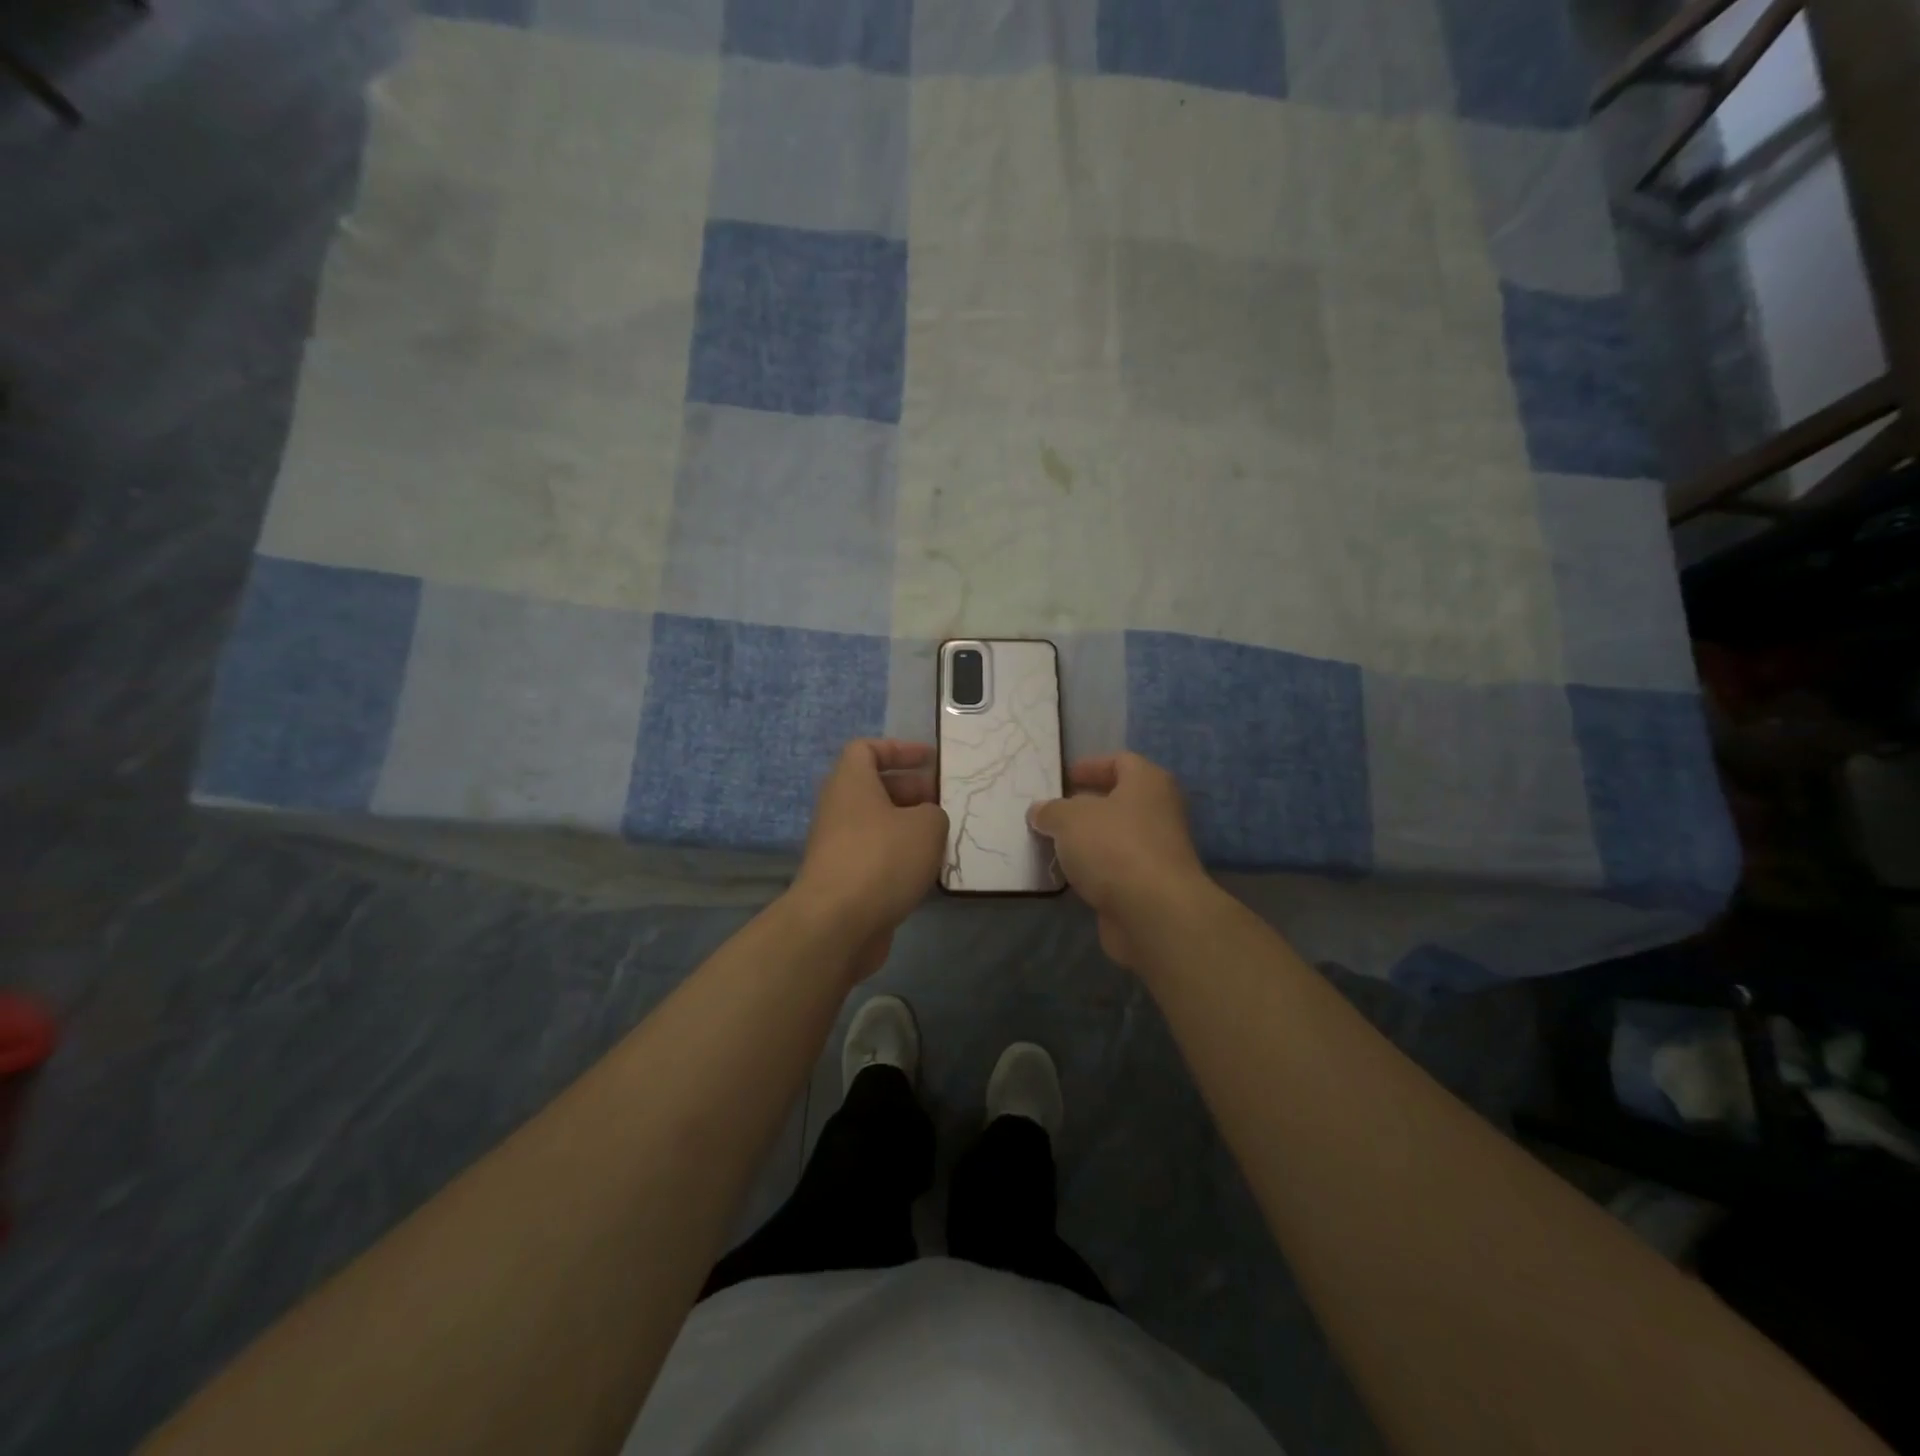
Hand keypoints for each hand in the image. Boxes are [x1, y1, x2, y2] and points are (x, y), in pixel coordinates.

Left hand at [789, 740, 948, 980]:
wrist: (836, 924)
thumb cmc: (881, 859)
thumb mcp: (926, 825)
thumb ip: (934, 813)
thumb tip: (926, 821)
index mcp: (851, 783)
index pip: (867, 749)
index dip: (899, 749)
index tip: (930, 759)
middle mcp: (839, 809)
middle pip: (876, 788)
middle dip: (913, 791)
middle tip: (946, 803)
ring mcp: (838, 846)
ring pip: (879, 825)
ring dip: (910, 828)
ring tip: (944, 839)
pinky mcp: (844, 880)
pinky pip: (877, 856)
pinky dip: (901, 858)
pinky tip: (928, 872)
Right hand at [1028, 752, 1213, 968]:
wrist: (1153, 913)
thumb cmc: (1113, 847)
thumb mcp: (1068, 819)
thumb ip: (1050, 811)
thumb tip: (1039, 811)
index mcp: (1148, 783)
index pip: (1120, 762)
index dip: (1091, 766)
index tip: (1063, 778)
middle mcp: (1159, 812)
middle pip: (1118, 800)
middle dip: (1084, 806)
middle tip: (1051, 812)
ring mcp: (1157, 851)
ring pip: (1115, 837)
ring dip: (1086, 840)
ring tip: (1051, 843)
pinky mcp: (1149, 886)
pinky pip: (1115, 868)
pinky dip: (1094, 869)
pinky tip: (1068, 874)